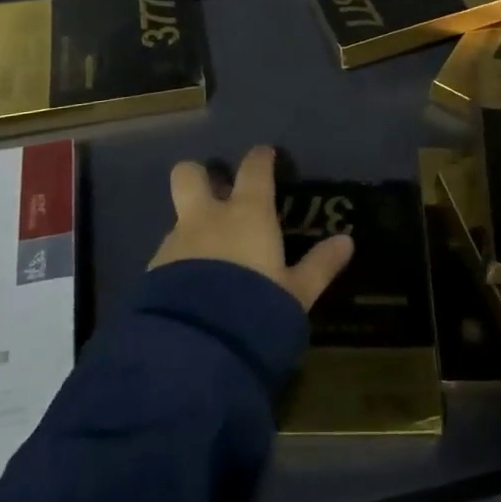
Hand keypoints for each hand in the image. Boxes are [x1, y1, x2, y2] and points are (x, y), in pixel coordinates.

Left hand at [149, 145, 354, 311]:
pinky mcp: (153, 272)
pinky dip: (180, 262)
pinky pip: (169, 254)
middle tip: (216, 191)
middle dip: (199, 175)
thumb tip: (347, 241)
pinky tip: (191, 288)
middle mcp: (207, 217)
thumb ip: (320, 265)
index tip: (265, 155)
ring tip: (208, 256)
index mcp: (246, 213)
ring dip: (192, 227)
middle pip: (189, 174)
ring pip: (179, 218)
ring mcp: (175, 242)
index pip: (253, 168)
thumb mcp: (296, 293)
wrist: (196, 347)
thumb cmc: (256, 308)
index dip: (260, 158)